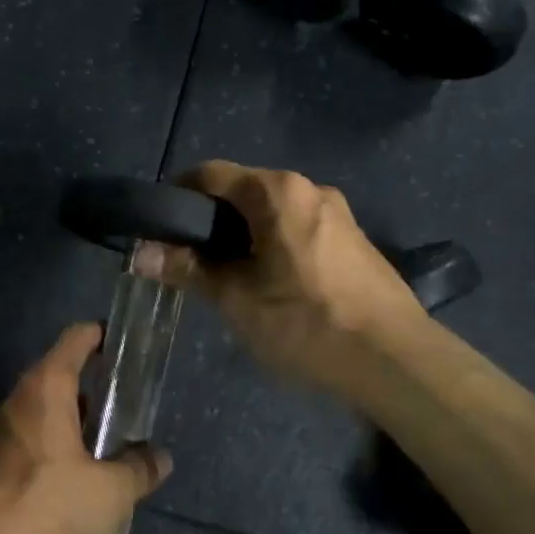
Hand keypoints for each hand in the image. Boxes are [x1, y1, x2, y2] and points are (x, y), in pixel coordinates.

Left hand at [0, 323, 170, 533]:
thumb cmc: (47, 508)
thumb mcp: (110, 493)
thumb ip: (139, 470)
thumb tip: (160, 458)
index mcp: (45, 389)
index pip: (76, 340)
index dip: (102, 336)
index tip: (125, 344)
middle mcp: (16, 404)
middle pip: (60, 383)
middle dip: (94, 398)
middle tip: (128, 416)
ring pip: (45, 424)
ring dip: (76, 438)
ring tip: (110, 463)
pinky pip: (31, 458)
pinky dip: (56, 468)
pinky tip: (78, 504)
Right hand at [134, 161, 419, 396]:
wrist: (394, 359)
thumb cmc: (306, 321)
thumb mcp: (236, 298)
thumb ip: (187, 269)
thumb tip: (140, 254)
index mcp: (278, 192)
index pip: (211, 174)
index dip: (177, 195)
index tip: (158, 228)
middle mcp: (310, 189)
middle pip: (243, 191)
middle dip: (210, 220)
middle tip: (188, 259)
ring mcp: (337, 213)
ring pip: (272, 212)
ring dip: (242, 235)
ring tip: (226, 276)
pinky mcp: (353, 240)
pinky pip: (298, 228)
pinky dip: (272, 244)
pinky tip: (270, 284)